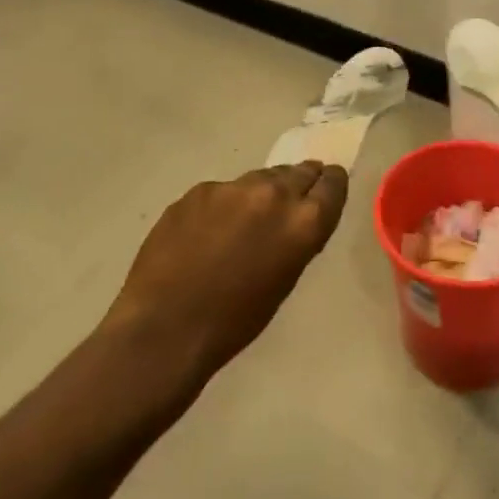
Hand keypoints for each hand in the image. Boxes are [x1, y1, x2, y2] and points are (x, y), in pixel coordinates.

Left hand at [101, 162, 348, 383]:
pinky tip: (207, 232)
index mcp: (303, 222)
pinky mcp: (199, 190)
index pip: (333, 184)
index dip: (332, 184)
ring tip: (246, 219)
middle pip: (299, 171)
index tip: (327, 185)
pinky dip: (223, 205)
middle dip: (299, 182)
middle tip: (290, 200)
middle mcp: (274, 194)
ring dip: (261, 192)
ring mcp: (233, 187)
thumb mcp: (284, 280)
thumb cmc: (234, 321)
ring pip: (259, 178)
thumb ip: (295, 238)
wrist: (166, 327)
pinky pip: (223, 191)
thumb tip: (294, 219)